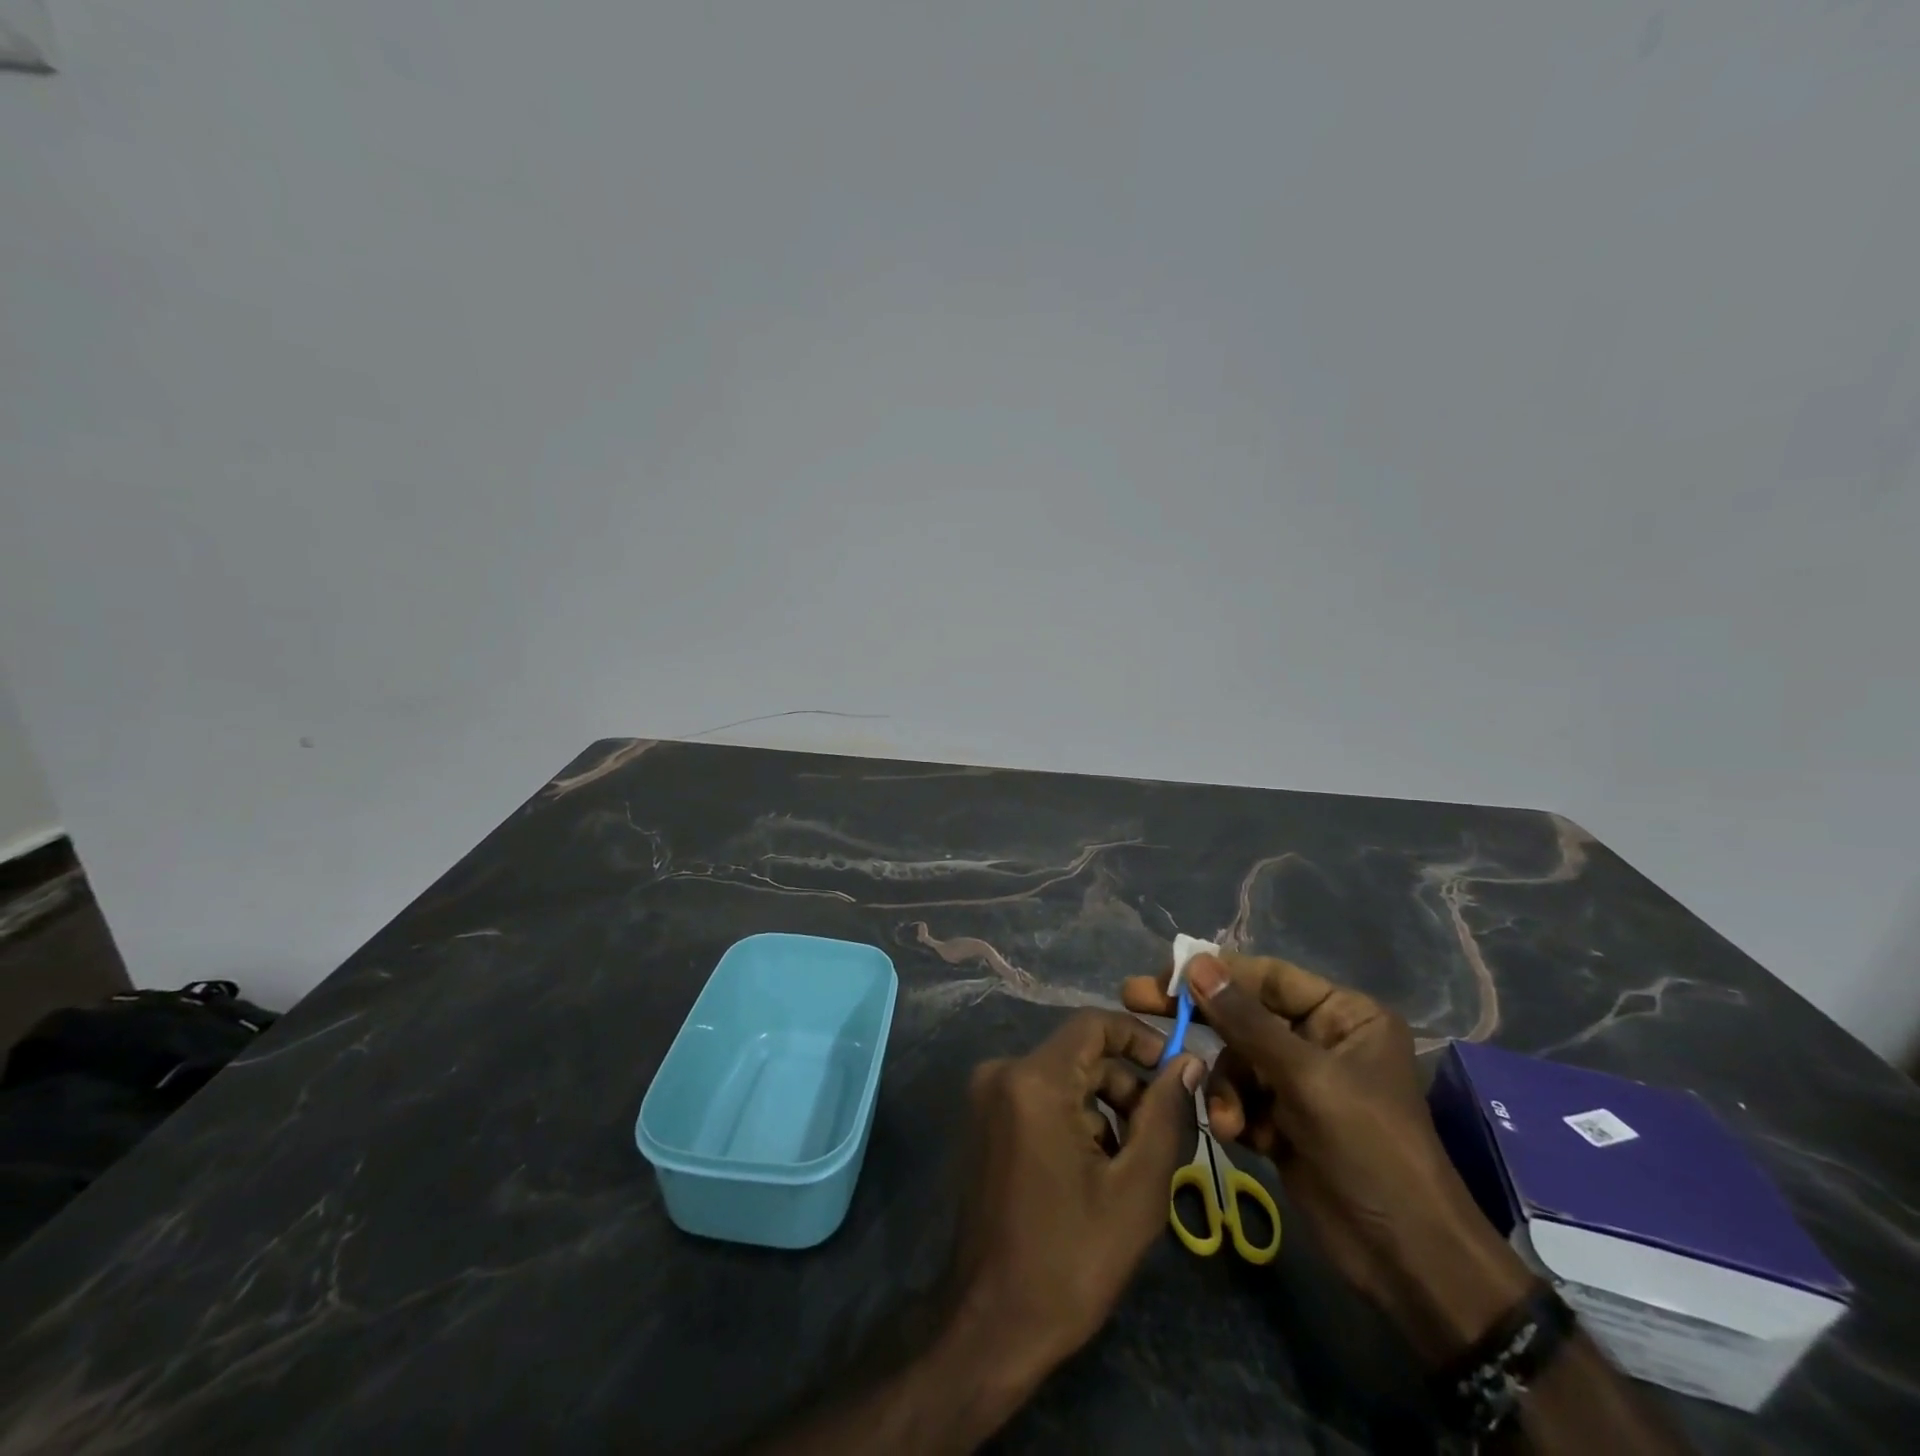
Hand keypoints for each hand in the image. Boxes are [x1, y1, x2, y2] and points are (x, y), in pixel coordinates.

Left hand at [950, 1010, 1203, 1378]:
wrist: (993, 1322)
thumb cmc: (1070, 1259)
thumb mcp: (1136, 1189)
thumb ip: (1165, 1114)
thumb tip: (1186, 1062)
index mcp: (1033, 1080)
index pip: (1093, 1023)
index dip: (1139, 1038)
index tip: (1174, 1070)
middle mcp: (1002, 1072)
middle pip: (1080, 1054)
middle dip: (1125, 1085)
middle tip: (1160, 1134)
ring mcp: (986, 1096)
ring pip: (1062, 1078)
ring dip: (1102, 1107)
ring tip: (1130, 1163)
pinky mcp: (983, 1120)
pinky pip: (1039, 1097)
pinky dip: (1073, 1118)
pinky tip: (1093, 1171)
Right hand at [1122, 952, 1533, 1363]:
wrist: (1407, 1260)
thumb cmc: (1369, 1149)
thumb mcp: (1305, 1077)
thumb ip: (1245, 1020)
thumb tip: (1197, 964)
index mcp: (1342, 1014)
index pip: (1267, 976)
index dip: (1214, 972)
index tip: (1161, 974)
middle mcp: (1320, 1039)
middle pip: (1243, 1015)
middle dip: (1199, 1019)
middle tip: (1134, 999)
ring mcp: (1301, 1082)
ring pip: (1235, 1061)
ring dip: (1224, 1088)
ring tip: (1230, 1121)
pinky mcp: (1284, 1121)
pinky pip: (1240, 1096)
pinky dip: (1233, 1113)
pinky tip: (1239, 1136)